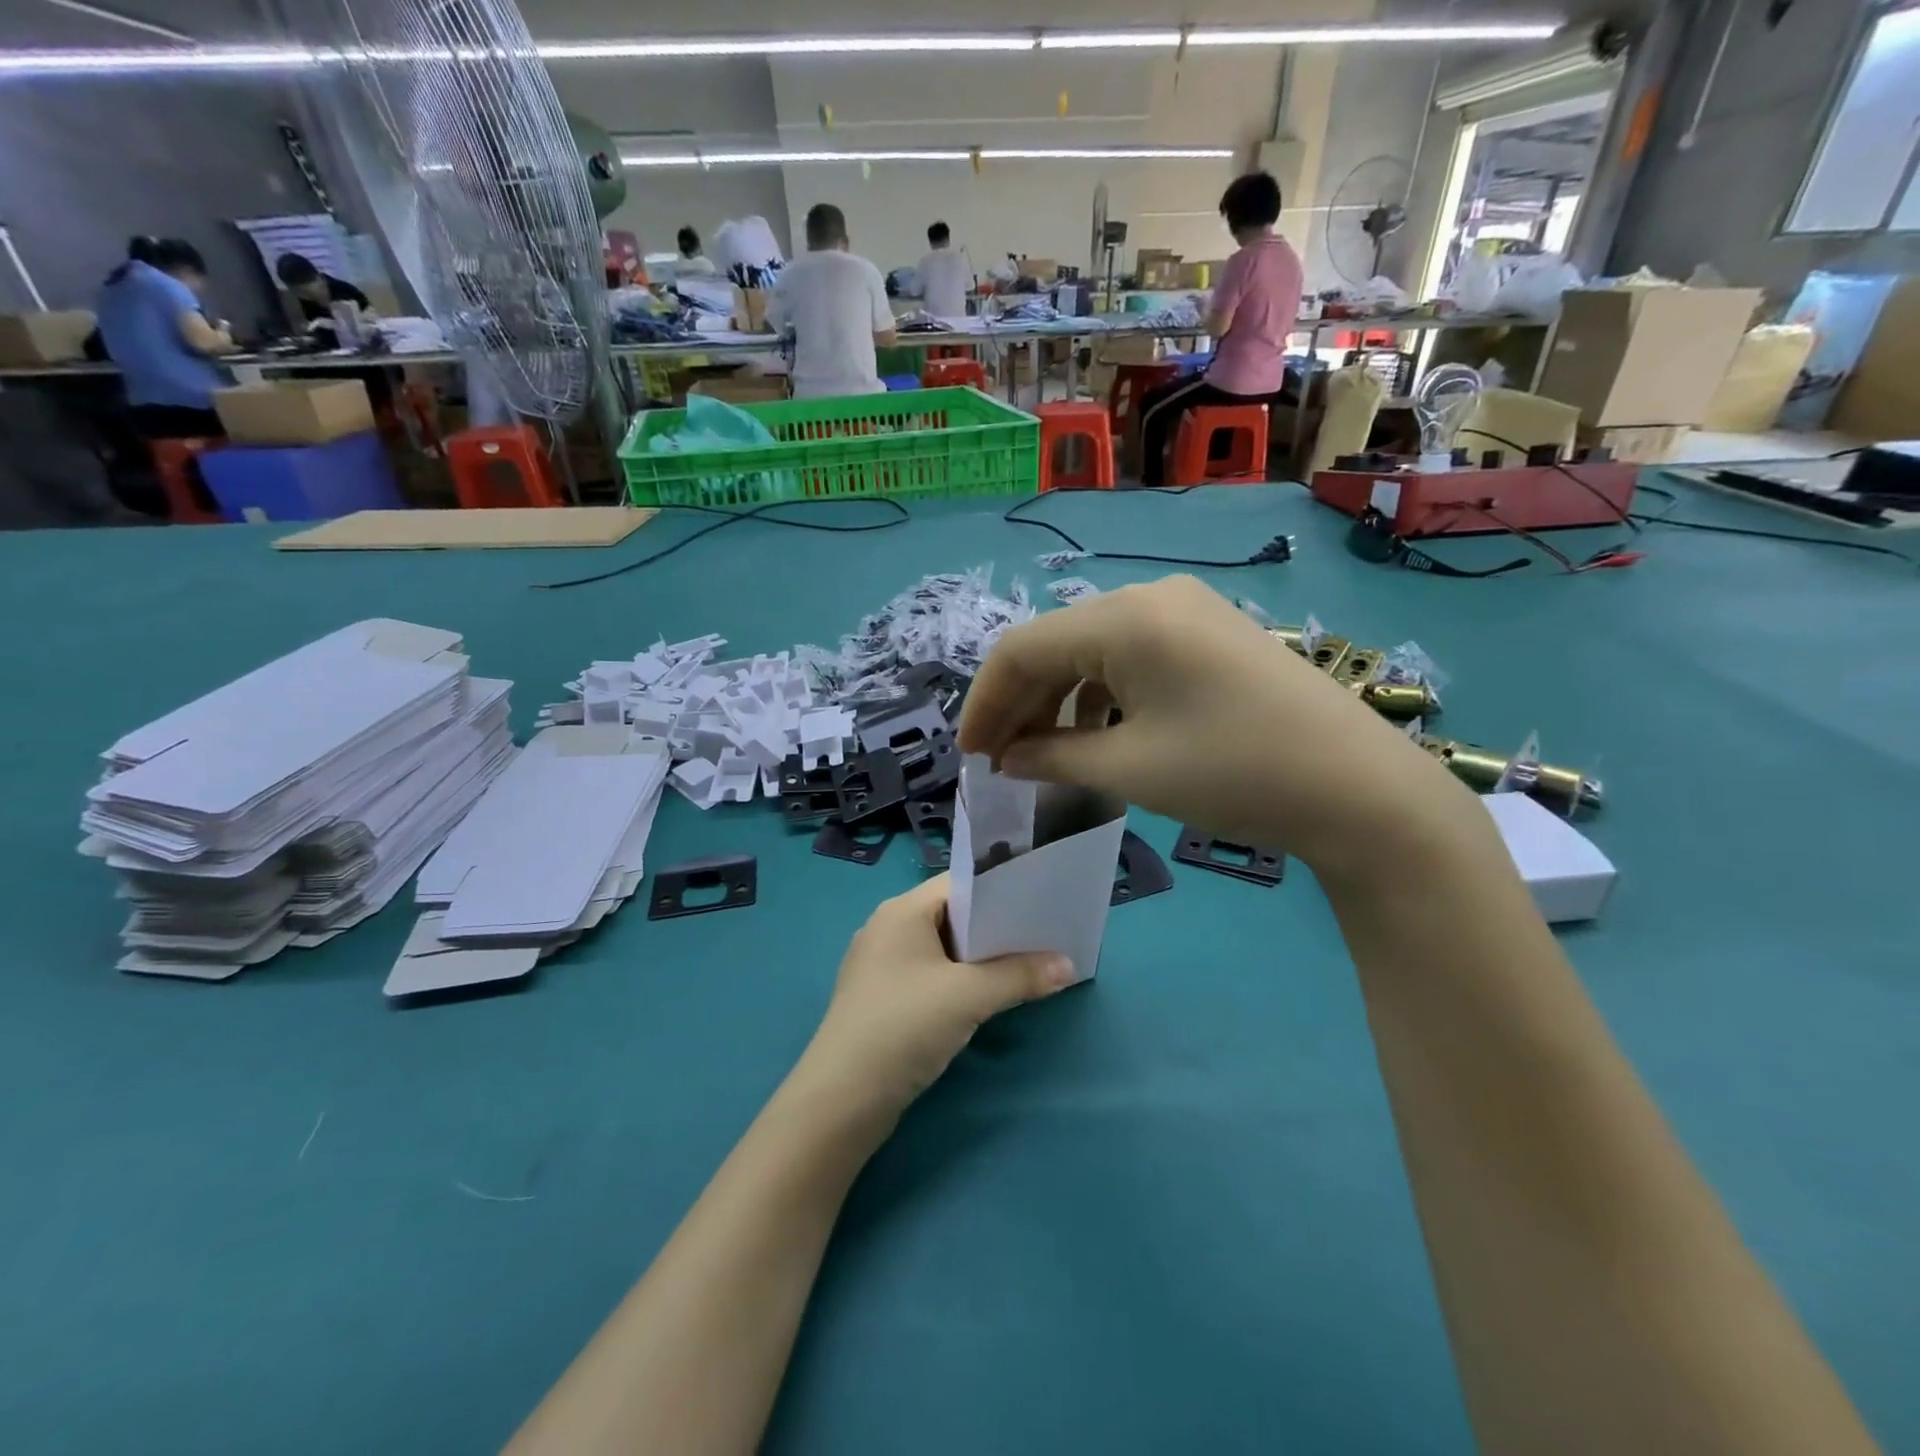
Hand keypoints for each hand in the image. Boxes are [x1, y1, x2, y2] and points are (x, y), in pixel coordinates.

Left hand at [796, 877, 1075, 1119]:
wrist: (842, 1098)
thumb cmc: (904, 1026)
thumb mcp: (969, 997)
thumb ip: (1020, 976)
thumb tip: (1068, 965)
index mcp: (903, 910)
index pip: (960, 884)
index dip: (1002, 890)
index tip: (1042, 902)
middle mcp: (888, 927)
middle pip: (952, 915)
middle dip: (997, 926)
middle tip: (1043, 934)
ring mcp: (882, 964)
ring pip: (942, 948)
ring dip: (980, 957)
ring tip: (1026, 963)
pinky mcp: (882, 997)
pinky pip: (930, 974)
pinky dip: (959, 979)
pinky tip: (986, 995)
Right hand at [957, 575, 1478, 880]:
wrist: (1358, 788)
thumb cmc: (1233, 773)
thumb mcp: (1128, 769)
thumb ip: (1051, 757)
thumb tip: (1006, 759)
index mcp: (1124, 618)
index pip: (1021, 649)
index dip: (985, 703)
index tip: (969, 756)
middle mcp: (1149, 597)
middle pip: (1055, 644)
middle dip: (1020, 703)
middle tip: (1000, 761)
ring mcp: (1185, 610)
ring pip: (1091, 650)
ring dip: (1058, 700)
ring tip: (1044, 755)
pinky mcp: (1208, 633)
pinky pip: (1131, 656)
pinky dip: (1100, 695)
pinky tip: (1099, 735)